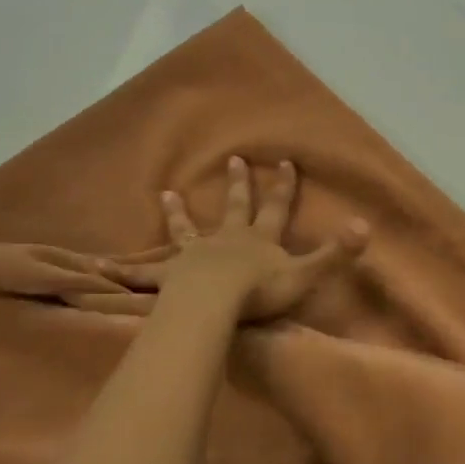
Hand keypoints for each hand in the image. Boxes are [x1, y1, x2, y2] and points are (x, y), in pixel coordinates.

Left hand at [116, 156, 368, 321]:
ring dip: (178, 212)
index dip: (283, 185)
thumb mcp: (306, 273)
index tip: (285, 161)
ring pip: (186, 230)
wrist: (214, 303)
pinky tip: (98, 265)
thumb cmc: (260, 291)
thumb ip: (336, 253)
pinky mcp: (169, 276)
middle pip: (234, 208)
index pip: (276, 207)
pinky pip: (143, 272)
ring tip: (167, 193)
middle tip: (233, 160)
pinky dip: (123, 268)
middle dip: (237, 185)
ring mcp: (195, 255)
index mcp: (259, 240)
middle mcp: (227, 240)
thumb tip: (366, 226)